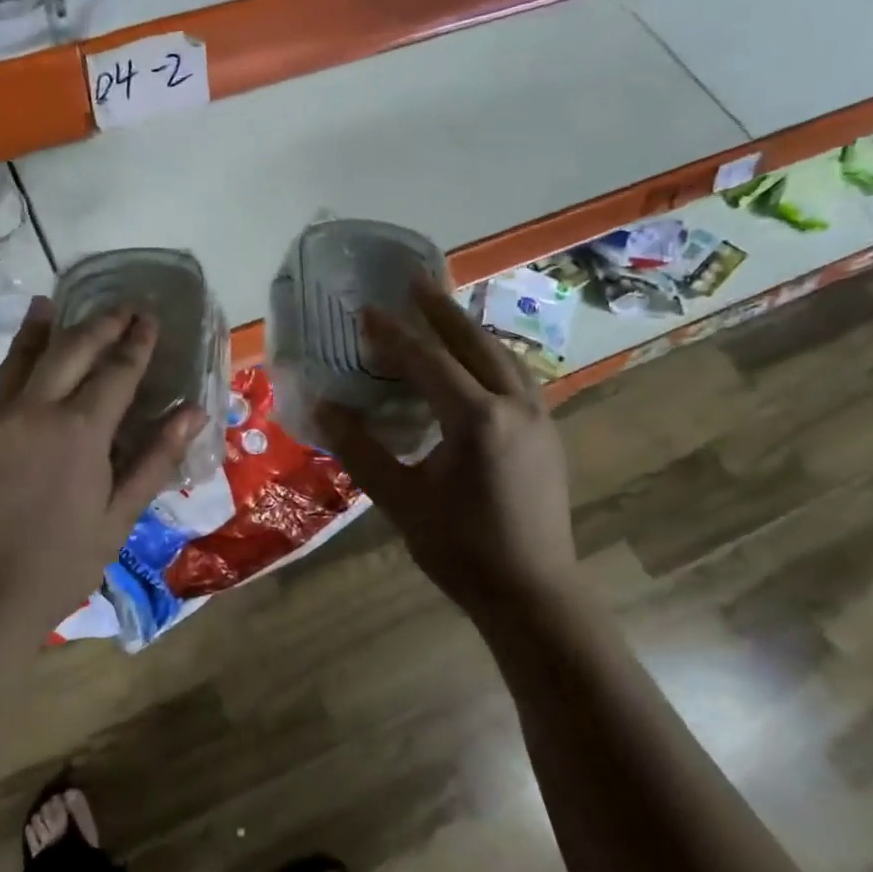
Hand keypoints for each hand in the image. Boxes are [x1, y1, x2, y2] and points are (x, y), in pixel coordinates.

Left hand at [0, 296, 208, 632]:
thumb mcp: (120, 515)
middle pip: (73, 350)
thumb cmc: (64, 562)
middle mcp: (37, 410)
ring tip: (56, 301)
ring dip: (48, 327)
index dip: (137, 343)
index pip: (117, 371)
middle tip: (123, 308)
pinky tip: (25, 349)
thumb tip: (194, 412)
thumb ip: (156, 458)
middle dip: (101, 324)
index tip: (149, 319)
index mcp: (81, 431)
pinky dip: (17, 356)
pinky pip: (1, 380)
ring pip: (26, 356)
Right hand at [315, 278, 576, 617]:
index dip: (393, 335)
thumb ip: (361, 449)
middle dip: (440, 310)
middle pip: (474, 343)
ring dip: (468, 330)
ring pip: (502, 356)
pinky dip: (488, 356)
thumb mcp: (400, 499)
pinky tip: (473, 362)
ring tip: (441, 311)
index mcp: (477, 419)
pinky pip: (516, 377)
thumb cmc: (460, 548)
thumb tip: (325, 407)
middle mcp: (515, 406)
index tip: (366, 310)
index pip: (428, 361)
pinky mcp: (547, 435)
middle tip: (414, 279)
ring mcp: (539, 418)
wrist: (532, 592)